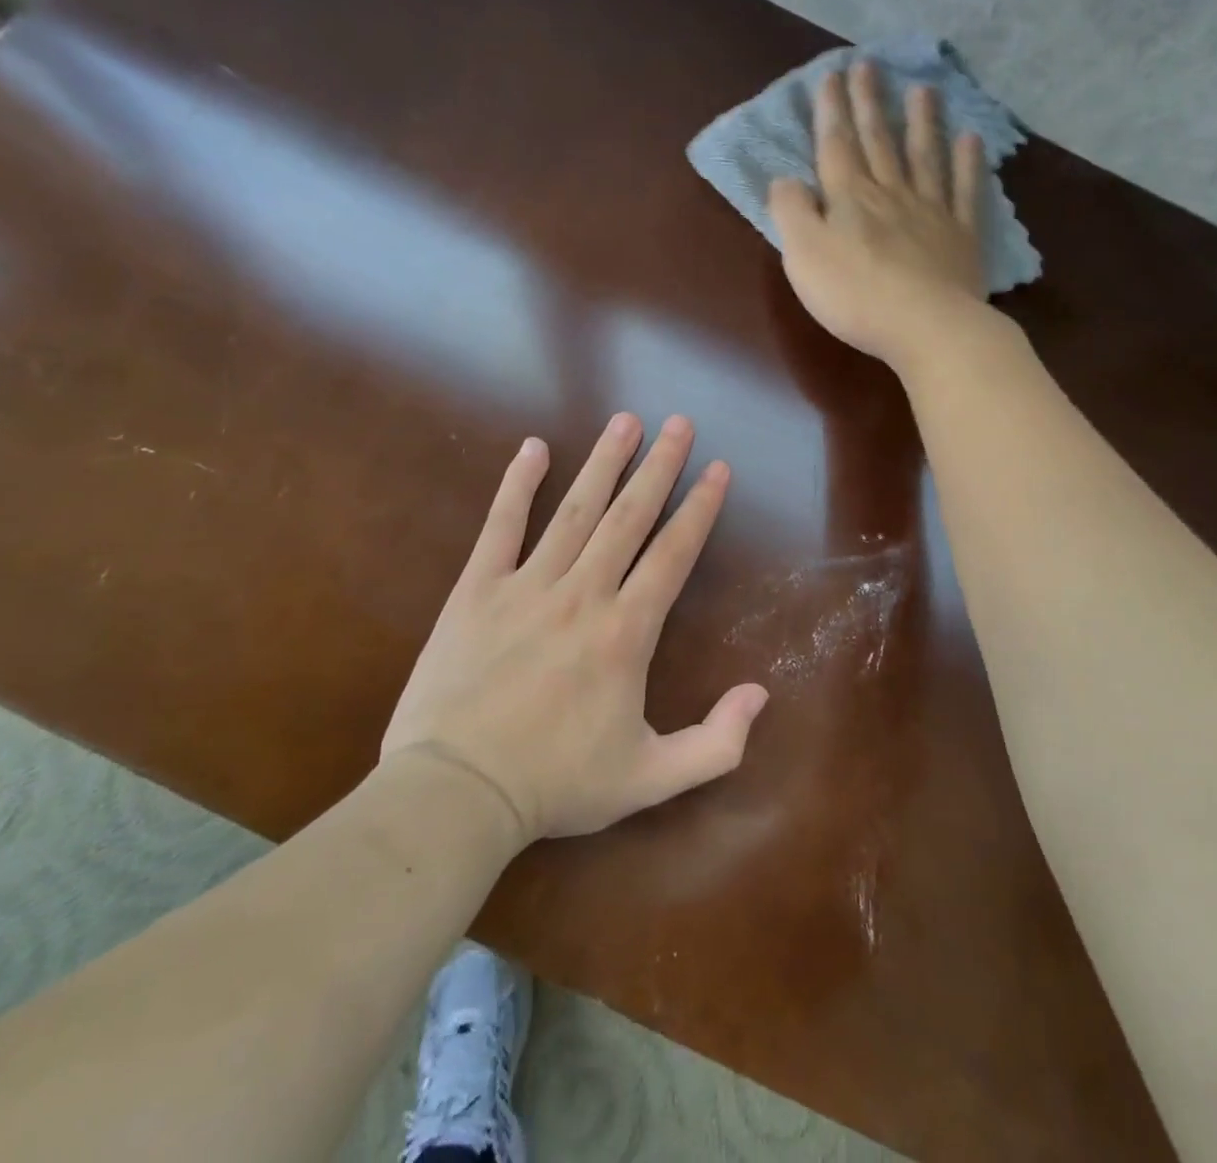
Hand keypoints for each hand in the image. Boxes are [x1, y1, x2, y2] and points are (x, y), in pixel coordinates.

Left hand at [380, 414, 768, 843]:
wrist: (455, 795)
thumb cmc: (556, 785)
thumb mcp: (651, 779)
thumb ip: (716, 742)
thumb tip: (761, 694)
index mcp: (626, 632)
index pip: (673, 554)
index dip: (699, 508)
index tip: (717, 468)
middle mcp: (583, 594)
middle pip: (630, 517)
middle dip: (659, 466)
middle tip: (679, 423)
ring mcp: (526, 586)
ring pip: (575, 510)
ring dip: (604, 462)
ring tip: (625, 421)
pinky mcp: (476, 591)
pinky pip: (500, 526)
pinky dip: (518, 484)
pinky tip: (534, 448)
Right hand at [768, 59, 988, 370]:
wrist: (925, 326)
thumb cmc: (855, 295)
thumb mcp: (803, 255)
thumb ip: (791, 212)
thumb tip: (785, 179)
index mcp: (849, 198)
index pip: (835, 146)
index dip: (831, 111)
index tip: (832, 75)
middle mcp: (891, 193)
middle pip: (879, 141)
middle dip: (870, 103)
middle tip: (870, 64)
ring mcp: (931, 212)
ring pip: (924, 157)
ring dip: (922, 121)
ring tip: (924, 89)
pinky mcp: (961, 237)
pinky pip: (965, 191)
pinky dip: (969, 164)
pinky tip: (971, 140)